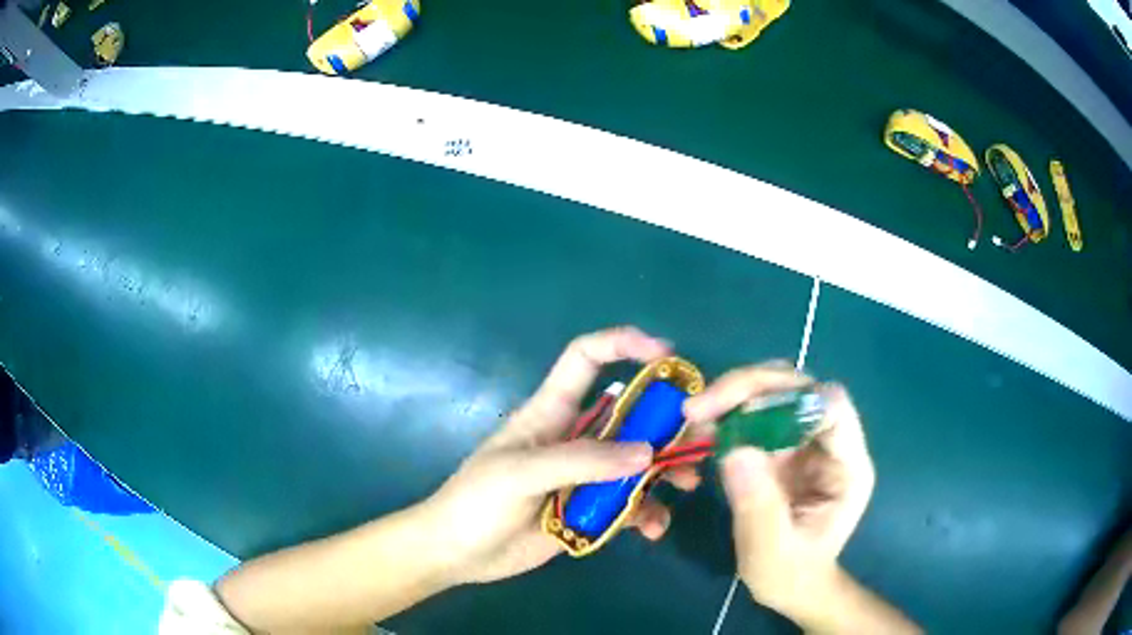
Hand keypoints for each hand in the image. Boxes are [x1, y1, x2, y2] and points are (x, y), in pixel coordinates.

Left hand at [421, 326, 703, 584]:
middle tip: (702, 435)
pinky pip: (631, 504)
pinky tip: (653, 530)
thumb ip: (581, 461)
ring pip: (638, 461)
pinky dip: (648, 514)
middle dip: (667, 420)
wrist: (457, 554)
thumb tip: (647, 454)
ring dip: (668, 469)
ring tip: (689, 485)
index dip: (623, 344)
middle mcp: (575, 438)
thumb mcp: (521, 473)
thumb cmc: (476, 501)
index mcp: (551, 412)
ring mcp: (586, 477)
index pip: (586, 359)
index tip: (665, 353)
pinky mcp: (591, 510)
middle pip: (630, 414)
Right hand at [684, 366, 875, 623]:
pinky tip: (701, 434)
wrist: (792, 586)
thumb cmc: (791, 576)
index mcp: (847, 466)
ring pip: (776, 392)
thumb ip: (758, 505)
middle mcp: (830, 443)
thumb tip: (733, 449)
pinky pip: (757, 414)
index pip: (832, 408)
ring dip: (733, 397)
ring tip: (695, 419)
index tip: (738, 415)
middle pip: (800, 389)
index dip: (790, 400)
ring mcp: (807, 442)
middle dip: (750, 389)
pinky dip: (727, 416)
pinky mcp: (783, 447)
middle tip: (698, 409)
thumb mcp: (771, 552)